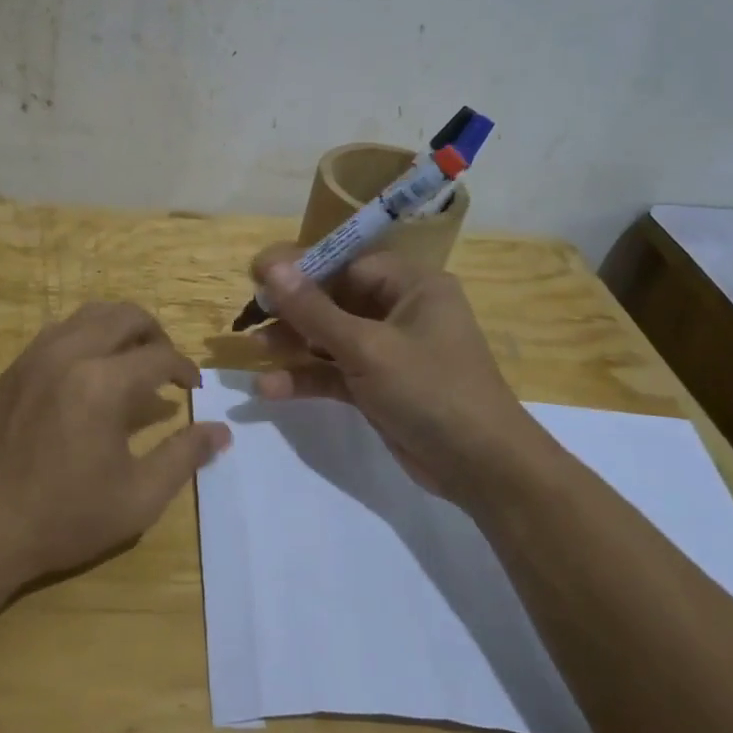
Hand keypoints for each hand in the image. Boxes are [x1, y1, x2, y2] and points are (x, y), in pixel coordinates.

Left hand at [0, 302, 231, 589]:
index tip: (194, 389)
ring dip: (120, 329)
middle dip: (156, 334)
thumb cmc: (63, 518)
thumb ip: (183, 457)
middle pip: (125, 316)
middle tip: (167, 366)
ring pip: (89, 315)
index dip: (185, 370)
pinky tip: (89, 373)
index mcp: (102, 384)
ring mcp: (35, 357)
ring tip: (132, 362)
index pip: (159, 356)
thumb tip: (221, 431)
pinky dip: (86, 336)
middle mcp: (69, 355)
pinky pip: (58, 331)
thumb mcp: (137, 498)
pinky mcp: (14, 368)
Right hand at [248, 244, 544, 500]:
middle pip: (334, 300)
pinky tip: (269, 389)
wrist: (482, 468)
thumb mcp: (367, 348)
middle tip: (250, 316)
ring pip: (330, 338)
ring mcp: (389, 351)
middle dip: (292, 311)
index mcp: (411, 286)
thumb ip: (314, 310)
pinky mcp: (378, 386)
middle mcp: (400, 311)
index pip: (347, 264)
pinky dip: (307, 378)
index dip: (301, 269)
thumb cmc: (430, 390)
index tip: (258, 276)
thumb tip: (271, 266)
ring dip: (294, 345)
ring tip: (253, 349)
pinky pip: (335, 372)